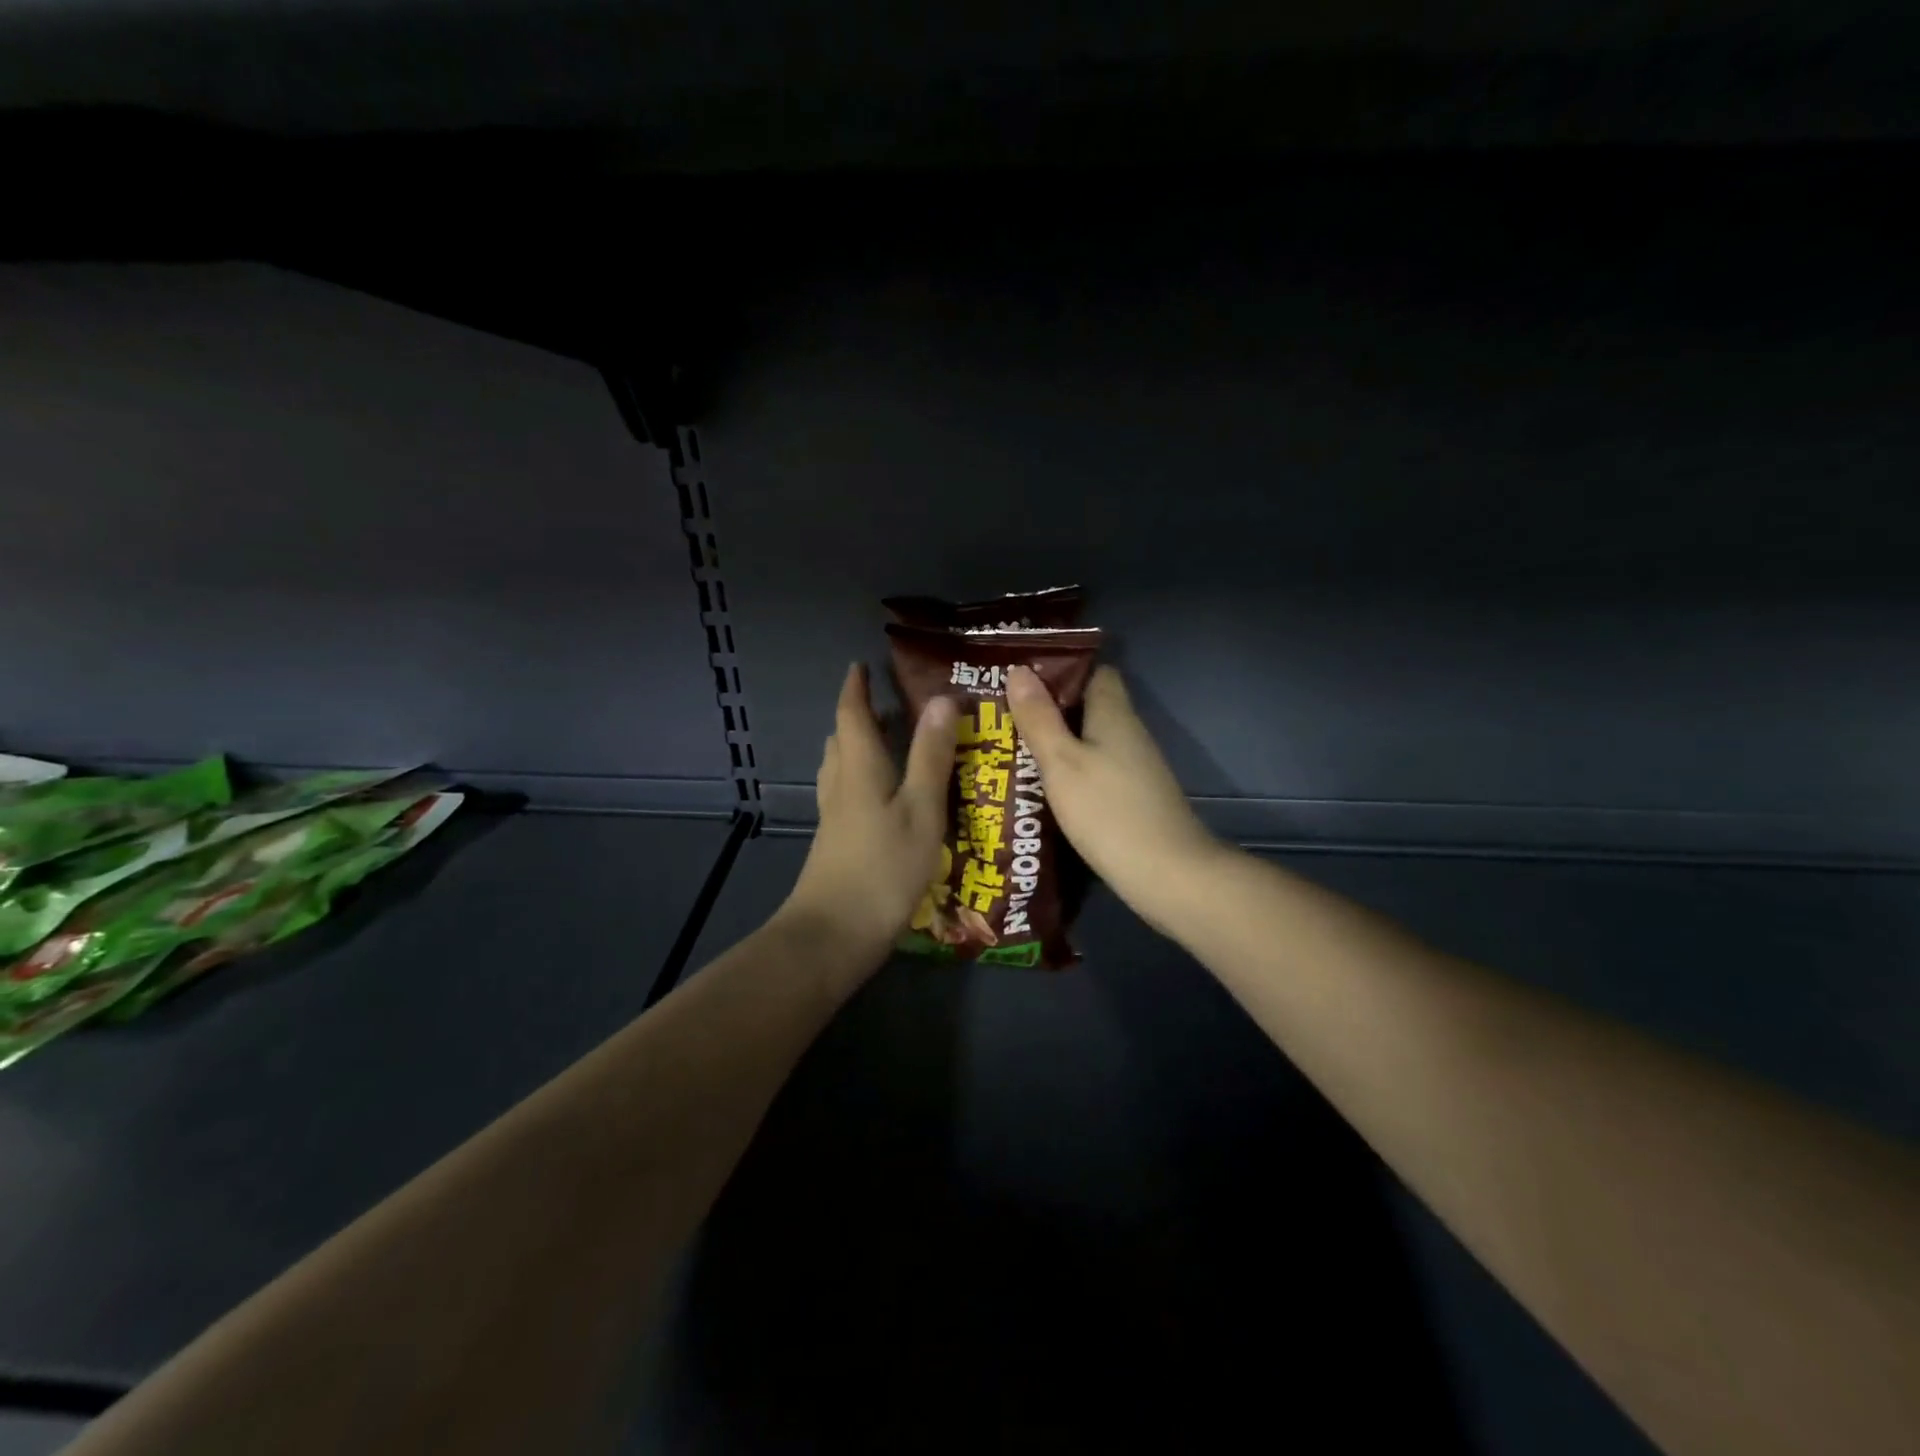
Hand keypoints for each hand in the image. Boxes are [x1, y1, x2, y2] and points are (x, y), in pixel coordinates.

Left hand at [779, 663, 958, 969]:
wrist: (834, 934)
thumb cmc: (883, 867)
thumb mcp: (921, 809)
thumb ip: (931, 756)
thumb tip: (941, 699)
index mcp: (860, 769)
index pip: (851, 716)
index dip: (855, 688)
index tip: (860, 665)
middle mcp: (841, 786)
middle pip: (841, 740)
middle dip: (857, 717)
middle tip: (884, 703)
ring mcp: (834, 818)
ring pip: (840, 769)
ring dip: (855, 747)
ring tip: (883, 742)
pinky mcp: (836, 843)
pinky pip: (846, 794)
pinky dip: (860, 779)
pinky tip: (881, 797)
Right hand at [1005, 664, 1226, 932]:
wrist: (1167, 874)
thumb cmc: (1108, 811)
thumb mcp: (1061, 762)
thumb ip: (1039, 718)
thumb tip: (1019, 670)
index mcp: (1114, 714)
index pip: (1095, 672)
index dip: (1061, 671)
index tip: (1022, 679)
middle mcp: (1129, 734)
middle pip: (1089, 707)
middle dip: (1050, 709)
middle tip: (1003, 717)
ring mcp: (1135, 768)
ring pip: (1091, 741)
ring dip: (1058, 742)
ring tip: (1011, 749)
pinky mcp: (1134, 798)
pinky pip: (1097, 770)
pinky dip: (1072, 772)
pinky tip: (1043, 788)